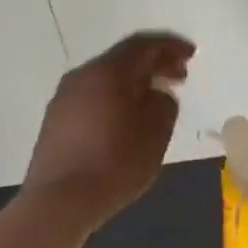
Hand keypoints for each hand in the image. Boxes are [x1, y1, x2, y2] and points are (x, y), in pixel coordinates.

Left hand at [23, 31, 193, 228]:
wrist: (58, 202)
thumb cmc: (115, 163)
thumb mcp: (156, 132)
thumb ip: (164, 103)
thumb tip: (157, 94)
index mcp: (108, 72)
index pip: (144, 44)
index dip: (171, 46)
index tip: (191, 55)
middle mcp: (83, 76)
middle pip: (123, 58)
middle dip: (154, 63)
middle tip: (179, 75)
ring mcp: (64, 97)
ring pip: (107, 77)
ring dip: (134, 81)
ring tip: (156, 99)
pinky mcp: (55, 119)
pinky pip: (93, 95)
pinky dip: (116, 96)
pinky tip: (128, 118)